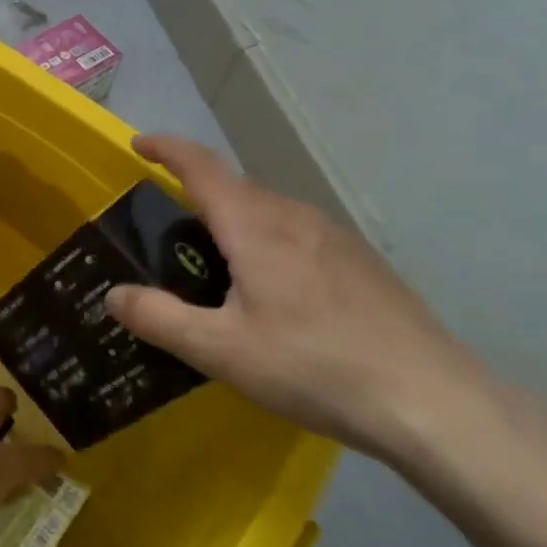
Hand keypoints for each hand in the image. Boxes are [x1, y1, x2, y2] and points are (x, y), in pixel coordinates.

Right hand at [105, 134, 499, 461]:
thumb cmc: (313, 367)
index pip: (202, 167)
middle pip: (236, 187)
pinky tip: (273, 294)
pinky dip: (267, 243)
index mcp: (256, 227)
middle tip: (167, 236)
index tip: (137, 145)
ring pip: (270, 212)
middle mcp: (296, 218)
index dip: (166, 149)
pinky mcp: (362, 264)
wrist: (433, 402)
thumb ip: (159, 318)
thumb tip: (114, 295)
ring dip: (234, 221)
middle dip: (196, 195)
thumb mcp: (220, 350)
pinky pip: (298, 235)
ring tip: (216, 268)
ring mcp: (337, 239)